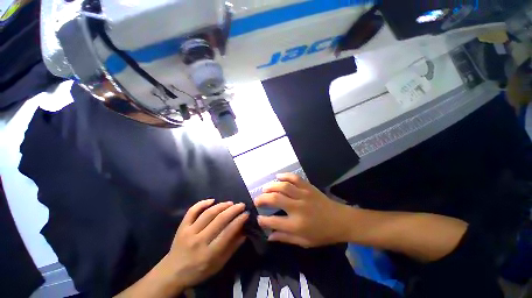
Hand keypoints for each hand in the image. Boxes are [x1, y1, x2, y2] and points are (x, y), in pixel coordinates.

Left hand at [163, 199, 248, 289]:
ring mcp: (188, 232)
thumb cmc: (198, 271)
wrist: (171, 272)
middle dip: (233, 210)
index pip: (227, 232)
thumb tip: (244, 232)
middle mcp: (198, 241)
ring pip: (207, 214)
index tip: (246, 214)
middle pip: (219, 220)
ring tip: (230, 203)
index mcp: (208, 253)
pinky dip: (202, 203)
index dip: (239, 221)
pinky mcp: (182, 227)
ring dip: (221, 206)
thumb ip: (231, 248)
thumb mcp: (218, 265)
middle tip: (241, 205)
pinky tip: (212, 200)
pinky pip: (192, 211)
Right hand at [254, 173, 350, 247]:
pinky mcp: (308, 187)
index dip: (263, 220)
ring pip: (283, 186)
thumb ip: (285, 238)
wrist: (341, 220)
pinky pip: (294, 178)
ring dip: (271, 186)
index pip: (274, 221)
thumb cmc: (322, 233)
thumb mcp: (304, 241)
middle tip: (257, 200)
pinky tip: (278, 176)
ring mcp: (303, 195)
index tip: (258, 218)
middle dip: (262, 199)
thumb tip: (269, 236)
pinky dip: (285, 175)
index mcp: (296, 224)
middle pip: (275, 199)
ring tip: (265, 189)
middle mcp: (298, 207)